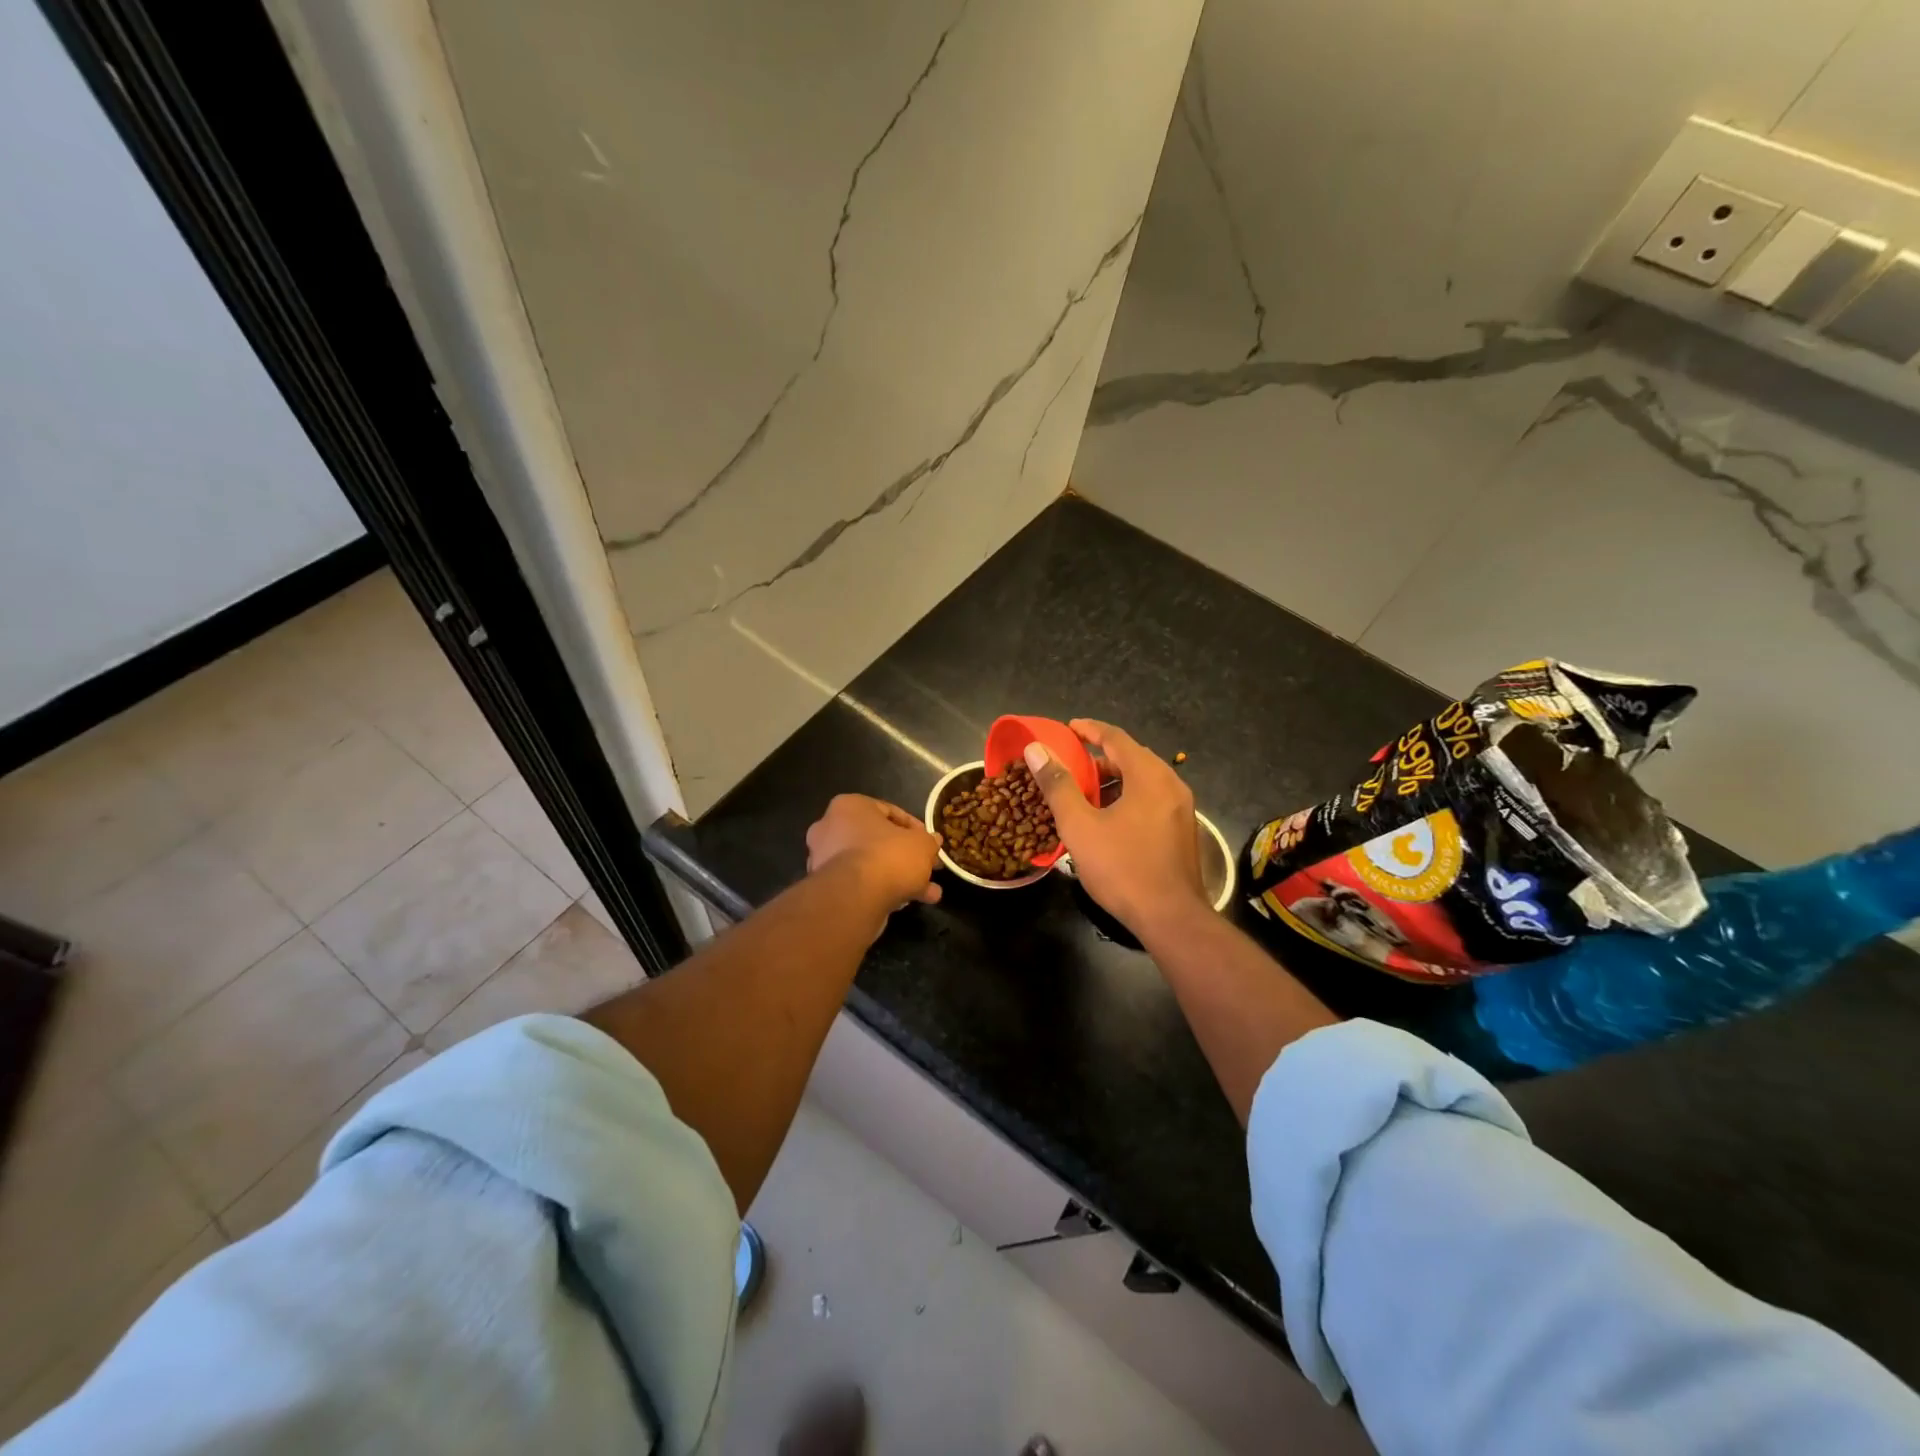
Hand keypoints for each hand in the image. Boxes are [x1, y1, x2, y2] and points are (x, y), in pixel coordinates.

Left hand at [806, 794, 942, 909]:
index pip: (889, 812)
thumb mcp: (921, 844)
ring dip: (900, 877)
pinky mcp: (826, 887)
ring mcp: (824, 859)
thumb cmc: (888, 856)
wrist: (854, 897)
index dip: (915, 828)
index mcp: (850, 806)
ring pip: (871, 865)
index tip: (930, 843)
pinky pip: (861, 883)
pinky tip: (910, 903)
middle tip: (928, 868)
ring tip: (928, 893)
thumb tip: (933, 841)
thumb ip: (928, 841)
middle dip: (907, 857)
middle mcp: (831, 828)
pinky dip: (884, 890)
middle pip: (879, 841)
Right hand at [1024, 720, 1206, 936]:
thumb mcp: (1080, 825)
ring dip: (1113, 781)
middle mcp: (1171, 784)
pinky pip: (1151, 800)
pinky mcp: (1182, 831)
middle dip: (1099, 758)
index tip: (1067, 728)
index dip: (1089, 730)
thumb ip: (1058, 784)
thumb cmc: (1122, 867)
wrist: (1171, 918)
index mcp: (1149, 776)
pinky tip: (1107, 820)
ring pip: (1143, 781)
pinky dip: (1127, 798)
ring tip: (1084, 795)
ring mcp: (1181, 809)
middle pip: (1132, 757)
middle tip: (1071, 766)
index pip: (1116, 738)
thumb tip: (1036, 749)